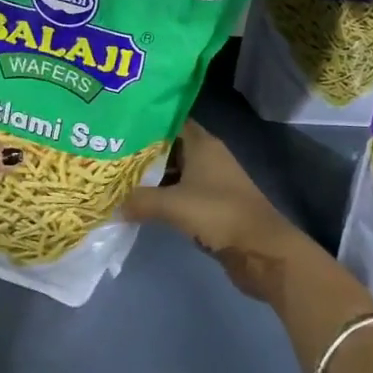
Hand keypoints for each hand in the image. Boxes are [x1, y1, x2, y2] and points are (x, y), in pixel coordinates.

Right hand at [123, 120, 322, 303]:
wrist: (261, 250)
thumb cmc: (219, 213)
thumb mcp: (173, 205)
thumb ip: (141, 201)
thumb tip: (114, 205)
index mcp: (202, 143)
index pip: (170, 122)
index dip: (146, 122)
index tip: (119, 125)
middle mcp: (207, 156)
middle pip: (169, 147)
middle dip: (142, 151)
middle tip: (111, 154)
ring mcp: (211, 182)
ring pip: (174, 172)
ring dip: (151, 177)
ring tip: (118, 178)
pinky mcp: (211, 206)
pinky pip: (180, 193)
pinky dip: (162, 197)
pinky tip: (140, 203)